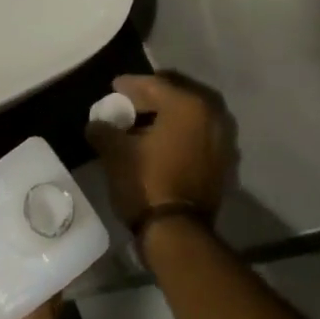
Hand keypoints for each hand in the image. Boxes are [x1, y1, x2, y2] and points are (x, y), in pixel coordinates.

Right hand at [88, 71, 235, 229]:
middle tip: (127, 103)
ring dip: (166, 117)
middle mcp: (211, 115)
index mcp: (187, 105)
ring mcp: (222, 140)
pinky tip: (160, 143)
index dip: (131, 85)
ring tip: (142, 124)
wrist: (178, 233)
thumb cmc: (147, 183)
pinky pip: (197, 136)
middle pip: (175, 97)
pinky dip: (179, 134)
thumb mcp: (116, 153)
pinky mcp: (223, 162)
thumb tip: (96, 123)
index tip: (114, 86)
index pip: (154, 85)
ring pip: (189, 118)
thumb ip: (103, 130)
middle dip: (150, 98)